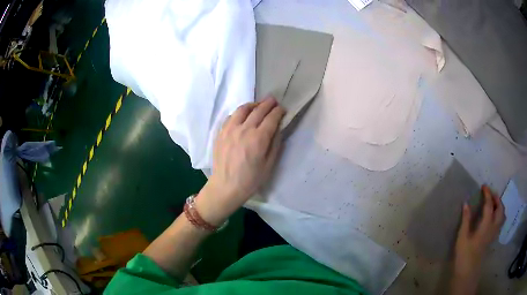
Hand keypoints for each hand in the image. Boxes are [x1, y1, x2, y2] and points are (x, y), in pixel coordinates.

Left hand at [196, 97, 284, 224]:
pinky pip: (231, 116)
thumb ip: (275, 144)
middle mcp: (244, 129)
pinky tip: (243, 116)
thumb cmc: (251, 179)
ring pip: (243, 109)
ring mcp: (230, 129)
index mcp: (259, 139)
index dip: (278, 111)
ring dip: (253, 105)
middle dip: (268, 104)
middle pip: (258, 110)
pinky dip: (240, 112)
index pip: (271, 118)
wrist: (226, 186)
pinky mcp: (221, 132)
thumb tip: (278, 128)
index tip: (282, 109)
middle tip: (273, 100)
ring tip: (258, 106)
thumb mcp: (269, 165)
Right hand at [454, 185, 504, 277]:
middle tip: (490, 193)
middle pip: (499, 208)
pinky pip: (500, 222)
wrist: (468, 271)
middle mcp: (493, 226)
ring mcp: (494, 233)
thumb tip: (466, 203)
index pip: (489, 204)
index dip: (487, 193)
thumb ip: (466, 219)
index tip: (483, 186)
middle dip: (496, 198)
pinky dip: (500, 214)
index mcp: (486, 224)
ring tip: (494, 202)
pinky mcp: (493, 238)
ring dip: (500, 205)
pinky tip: (495, 216)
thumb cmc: (464, 254)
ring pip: (502, 215)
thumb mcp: (462, 237)